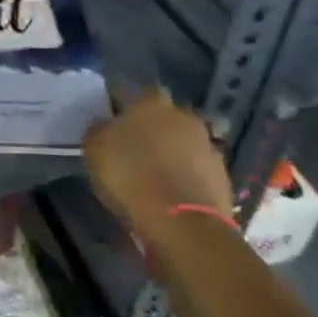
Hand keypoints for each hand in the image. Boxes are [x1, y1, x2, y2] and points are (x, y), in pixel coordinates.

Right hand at [83, 91, 232, 231]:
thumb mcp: (95, 150)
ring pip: (184, 141)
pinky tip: (175, 192)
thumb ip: (98, 130)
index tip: (112, 123)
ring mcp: (207, 144)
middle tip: (136, 148)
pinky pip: (199, 168)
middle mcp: (182, 115)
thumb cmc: (131, 177)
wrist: (184, 224)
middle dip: (153, 127)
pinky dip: (188, 175)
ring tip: (156, 174)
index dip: (121, 107)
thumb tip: (104, 124)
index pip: (132, 92)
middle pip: (164, 116)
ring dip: (173, 152)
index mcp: (150, 102)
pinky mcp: (223, 175)